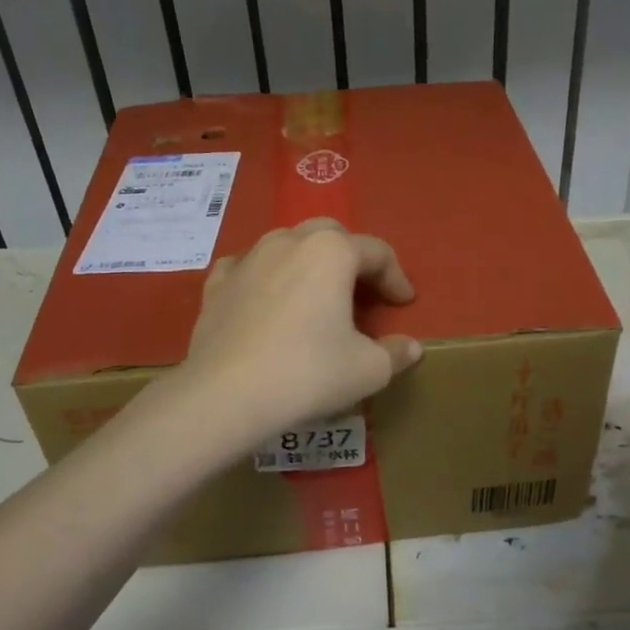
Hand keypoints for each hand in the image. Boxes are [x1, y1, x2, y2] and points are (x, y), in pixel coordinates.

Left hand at [181, 218, 422, 443]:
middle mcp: (288, 241)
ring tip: (317, 291)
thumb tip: (411, 348)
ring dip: (309, 261)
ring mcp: (248, 259)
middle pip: (331, 234)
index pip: (377, 252)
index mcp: (331, 252)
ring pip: (287, 243)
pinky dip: (265, 275)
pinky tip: (266, 295)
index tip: (404, 303)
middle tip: (364, 289)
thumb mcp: (368, 370)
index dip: (396, 278)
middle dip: (353, 256)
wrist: (225, 395)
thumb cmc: (307, 374)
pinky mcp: (217, 283)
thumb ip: (395, 353)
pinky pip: (248, 266)